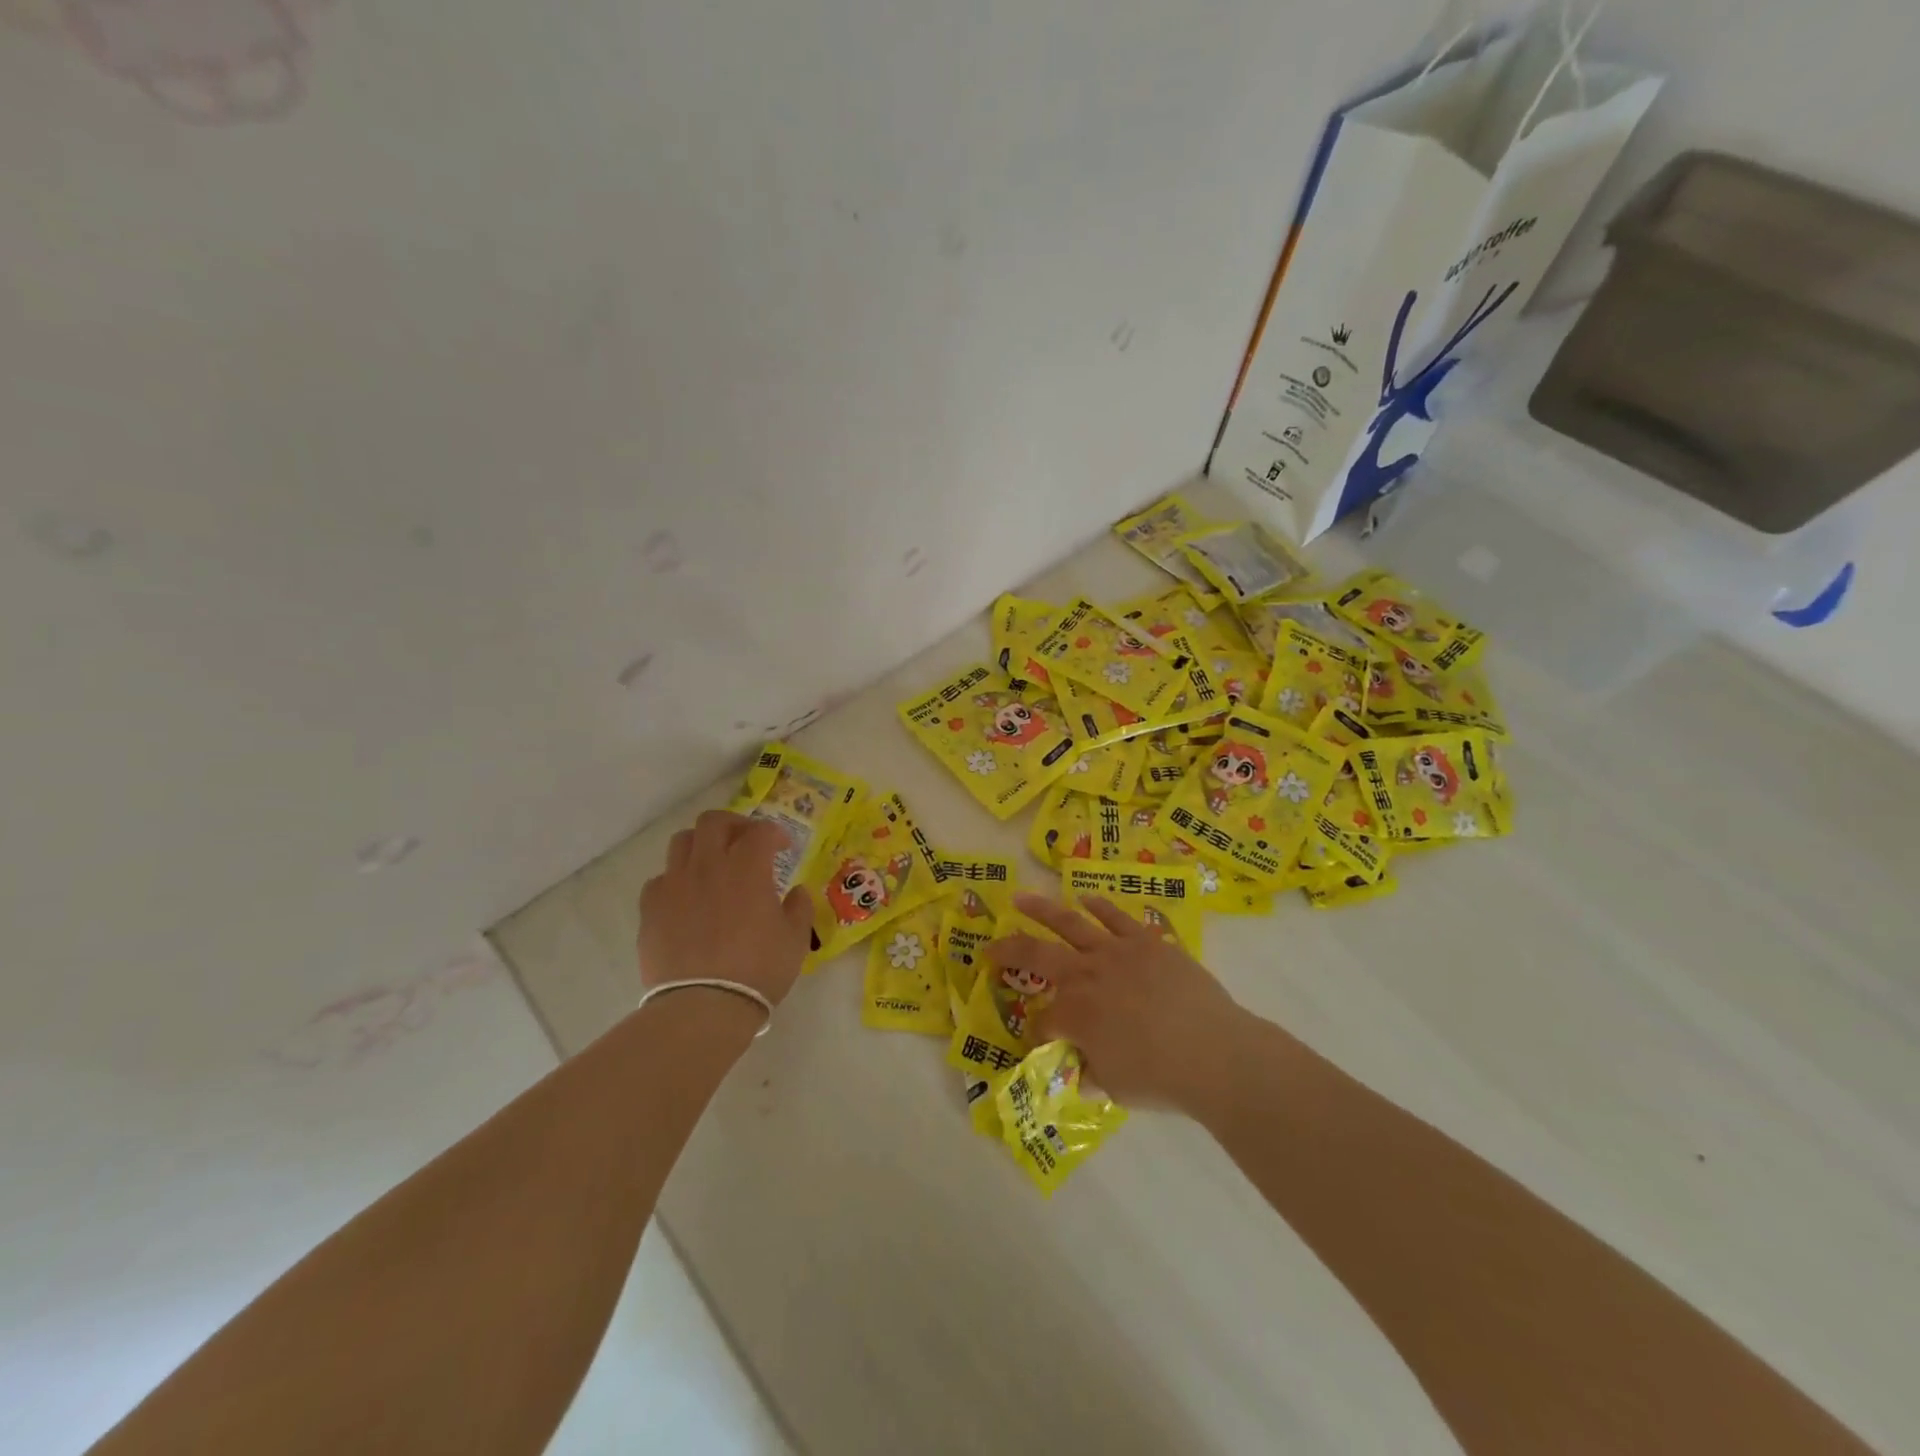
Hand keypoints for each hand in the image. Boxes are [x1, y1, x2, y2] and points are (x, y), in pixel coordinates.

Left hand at [639, 811, 813, 1006]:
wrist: (703, 1006)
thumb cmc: (758, 969)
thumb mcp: (795, 939)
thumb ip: (799, 907)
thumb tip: (796, 892)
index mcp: (747, 867)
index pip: (760, 831)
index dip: (775, 833)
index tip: (783, 847)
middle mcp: (708, 865)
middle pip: (714, 822)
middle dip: (733, 824)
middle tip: (745, 842)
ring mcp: (674, 884)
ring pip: (682, 842)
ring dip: (701, 845)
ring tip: (712, 864)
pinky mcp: (650, 908)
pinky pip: (661, 879)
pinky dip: (676, 880)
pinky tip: (687, 899)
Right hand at [987, 891, 1256, 1114]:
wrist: (1214, 1052)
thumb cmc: (1161, 1078)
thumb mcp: (1115, 1088)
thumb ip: (1091, 1073)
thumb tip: (1081, 1071)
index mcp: (1074, 1014)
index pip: (1044, 1020)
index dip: (1039, 1033)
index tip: (1045, 1043)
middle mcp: (1086, 975)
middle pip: (1037, 955)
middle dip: (1009, 950)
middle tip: (990, 946)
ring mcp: (1115, 952)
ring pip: (1070, 924)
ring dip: (1041, 910)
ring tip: (1020, 898)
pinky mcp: (1145, 941)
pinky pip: (1116, 918)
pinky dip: (1099, 907)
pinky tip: (1085, 899)